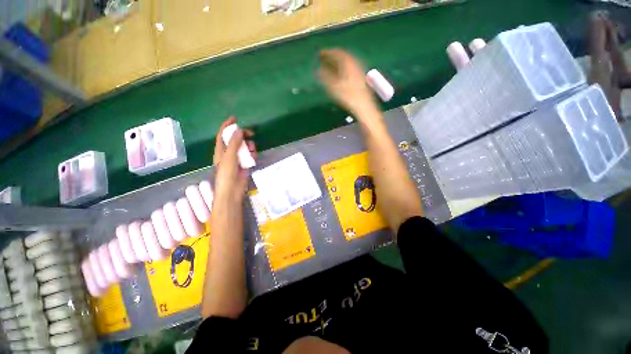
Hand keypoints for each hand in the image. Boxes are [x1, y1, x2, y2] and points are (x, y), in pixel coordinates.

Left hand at [212, 117, 256, 204]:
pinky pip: (249, 156)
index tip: (235, 118)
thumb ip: (234, 143)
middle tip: (251, 133)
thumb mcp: (229, 156)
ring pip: (243, 148)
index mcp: (220, 150)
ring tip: (252, 147)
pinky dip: (252, 154)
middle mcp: (228, 154)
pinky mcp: (244, 165)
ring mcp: (237, 160)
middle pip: (235, 140)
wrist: (232, 191)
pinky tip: (254, 155)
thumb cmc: (227, 173)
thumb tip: (239, 130)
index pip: (222, 135)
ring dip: (248, 145)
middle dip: (242, 135)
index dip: (227, 126)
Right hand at [319, 49, 376, 115]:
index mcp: (348, 62)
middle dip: (332, 57)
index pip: (337, 52)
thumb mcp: (333, 86)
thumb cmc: (348, 96)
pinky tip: (340, 75)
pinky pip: (350, 68)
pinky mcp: (361, 78)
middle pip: (343, 56)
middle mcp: (355, 63)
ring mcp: (359, 70)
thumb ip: (324, 77)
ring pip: (347, 62)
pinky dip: (343, 68)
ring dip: (338, 62)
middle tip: (324, 59)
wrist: (364, 106)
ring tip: (330, 66)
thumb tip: (316, 70)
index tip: (319, 54)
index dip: (327, 52)